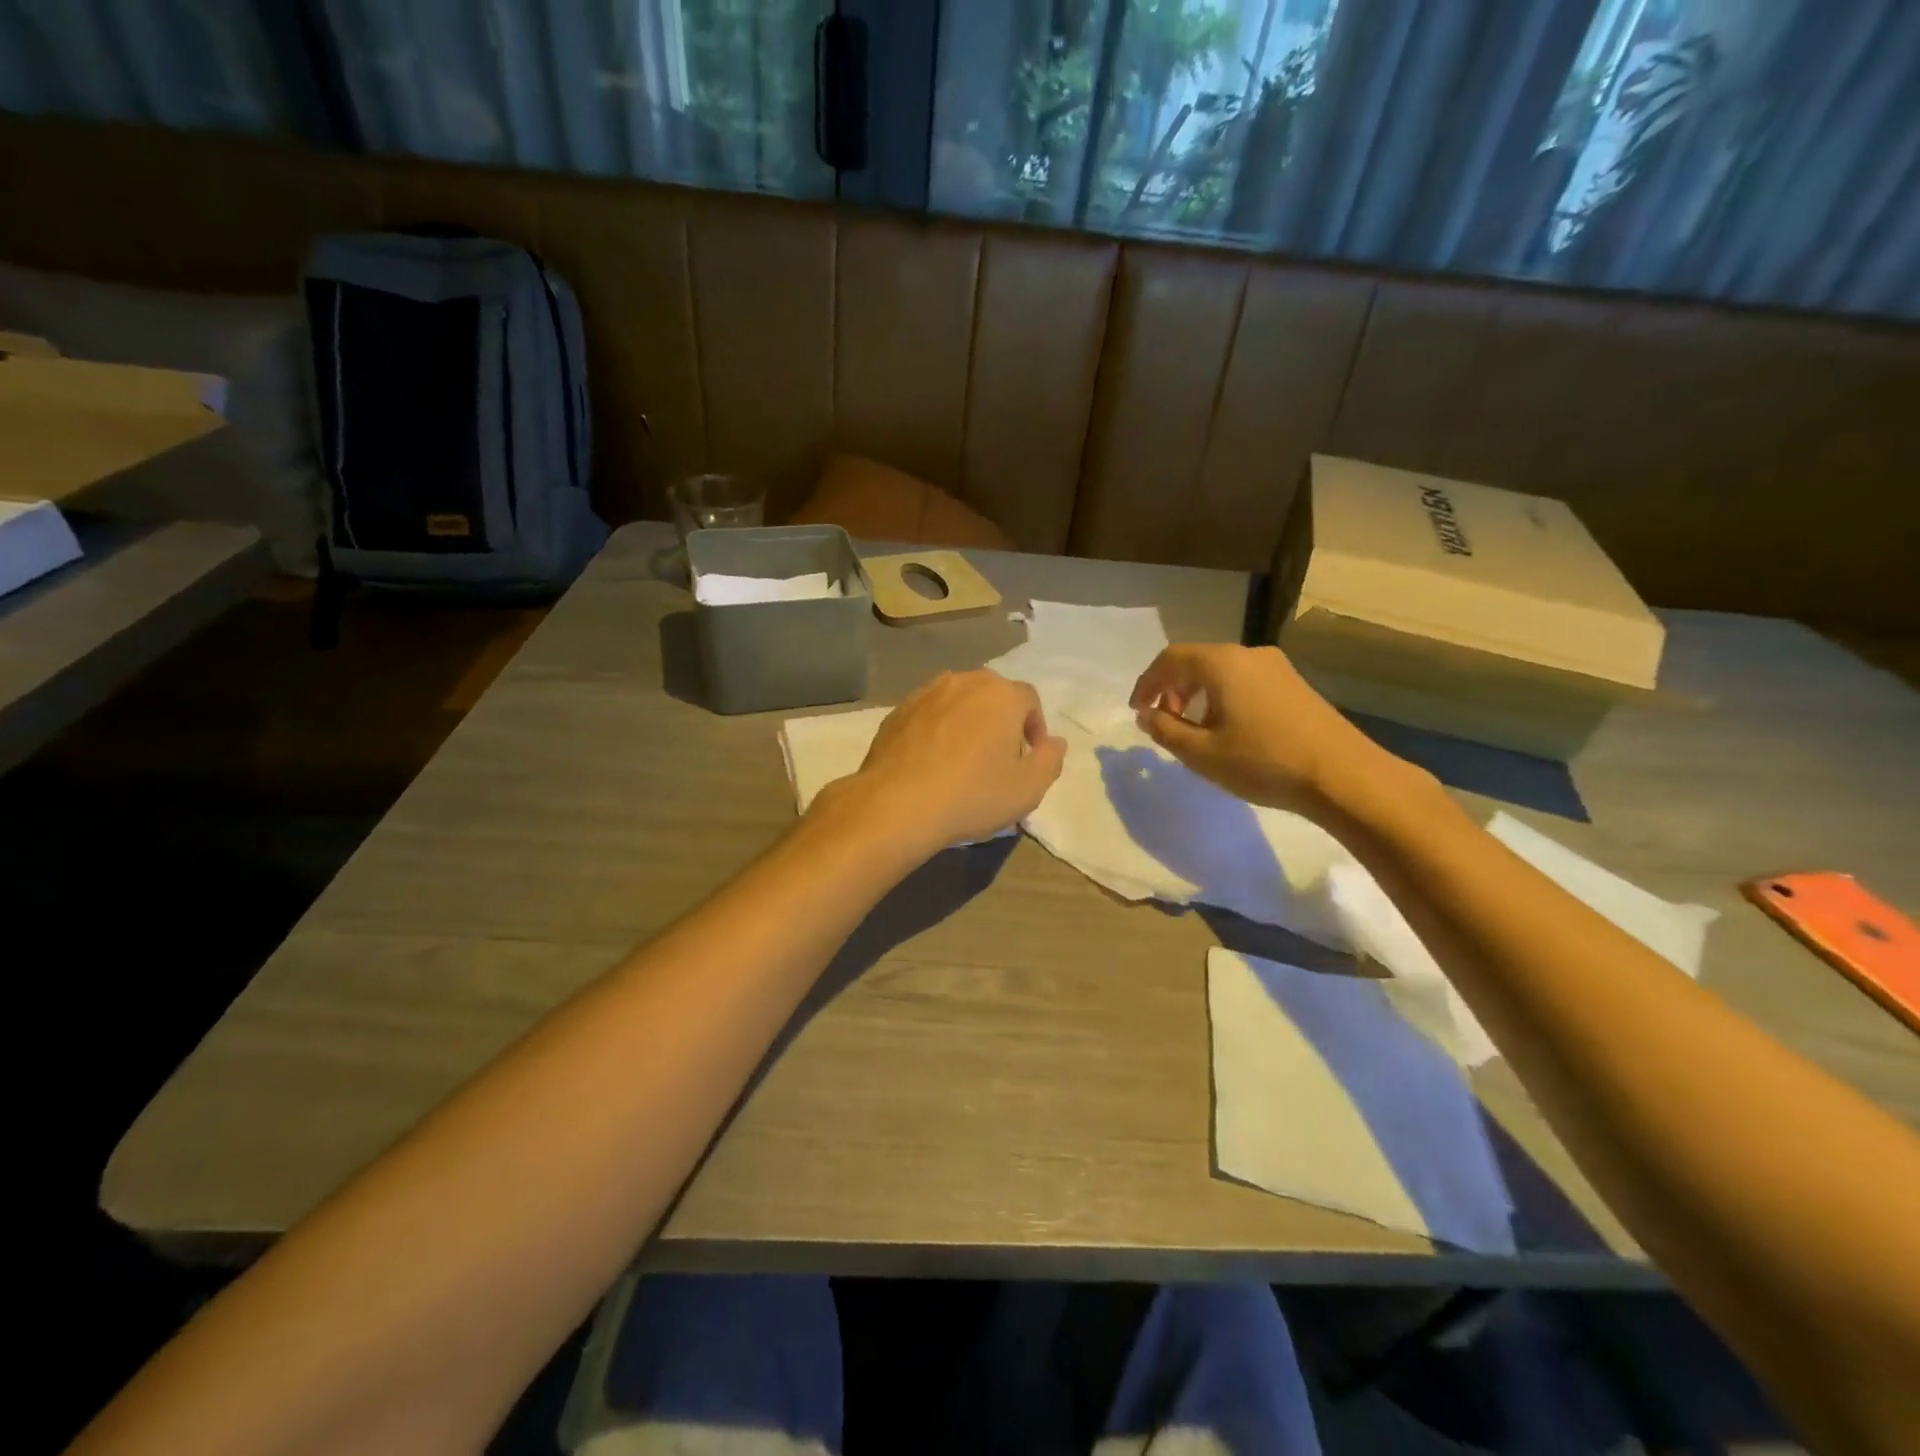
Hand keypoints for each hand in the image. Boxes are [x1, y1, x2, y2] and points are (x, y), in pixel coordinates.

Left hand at [820, 670, 1066, 857]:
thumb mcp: (1028, 788)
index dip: (1035, 727)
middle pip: (993, 695)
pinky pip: (929, 715)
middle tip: (999, 757)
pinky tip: (932, 761)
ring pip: (958, 702)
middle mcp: (964, 682)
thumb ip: (1050, 760)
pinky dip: (937, 730)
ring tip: (963, 757)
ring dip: (967, 722)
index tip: (1029, 756)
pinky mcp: (897, 711)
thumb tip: (1055, 742)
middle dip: (1001, 720)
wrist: (897, 805)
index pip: (1029, 700)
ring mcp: (926, 693)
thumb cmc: (972, 795)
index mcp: (1001, 694)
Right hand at [1129, 643, 1398, 814]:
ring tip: (1194, 730)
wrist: (1342, 775)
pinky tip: (1229, 729)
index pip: (1170, 659)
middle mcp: (1248, 654)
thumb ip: (1165, 730)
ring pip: (1221, 671)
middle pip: (1197, 661)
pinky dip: (1223, 697)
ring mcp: (1276, 667)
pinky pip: (1244, 680)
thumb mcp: (1202, 753)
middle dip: (1172, 688)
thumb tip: (1146, 715)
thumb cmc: (1263, 762)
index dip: (1147, 683)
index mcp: (1221, 663)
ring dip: (1198, 694)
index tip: (1138, 711)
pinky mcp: (1294, 684)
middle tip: (1164, 722)